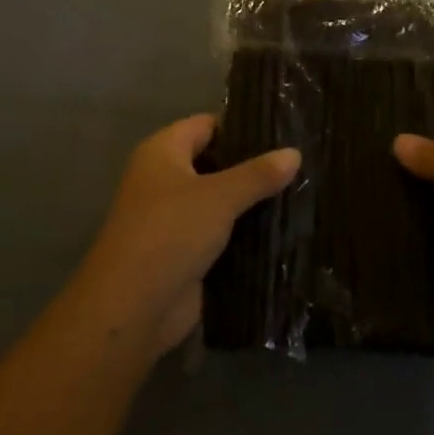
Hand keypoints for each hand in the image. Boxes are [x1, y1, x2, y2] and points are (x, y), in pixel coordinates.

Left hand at [81, 116, 299, 358]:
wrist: (132, 309)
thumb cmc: (170, 233)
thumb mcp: (220, 196)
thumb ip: (258, 174)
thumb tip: (295, 152)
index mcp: (163, 152)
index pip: (207, 125)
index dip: (242, 127)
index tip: (284, 131)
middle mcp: (165, 179)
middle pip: (215, 162)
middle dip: (253, 166)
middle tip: (300, 163)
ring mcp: (174, 218)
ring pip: (221, 200)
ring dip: (252, 202)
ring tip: (301, 192)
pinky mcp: (185, 253)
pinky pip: (221, 233)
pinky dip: (245, 233)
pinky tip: (283, 229)